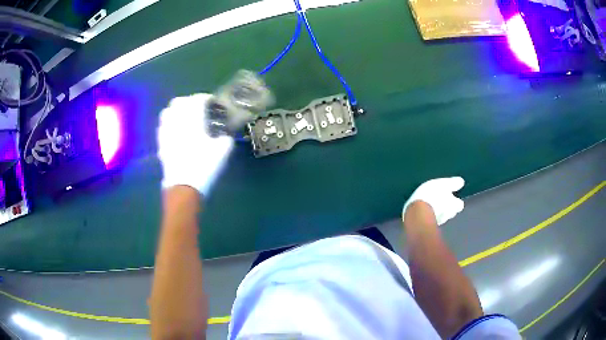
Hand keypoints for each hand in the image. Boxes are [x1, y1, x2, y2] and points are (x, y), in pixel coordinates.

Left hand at [157, 94, 233, 195]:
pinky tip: (175, 132)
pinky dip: (169, 124)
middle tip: (197, 109)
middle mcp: (177, 122)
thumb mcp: (223, 152)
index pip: (197, 100)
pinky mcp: (161, 144)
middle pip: (178, 102)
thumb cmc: (203, 166)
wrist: (183, 187)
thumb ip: (226, 139)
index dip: (205, 98)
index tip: (212, 102)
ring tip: (184, 118)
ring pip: (166, 112)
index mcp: (192, 120)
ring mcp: (166, 133)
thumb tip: (225, 136)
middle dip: (188, 101)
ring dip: (176, 111)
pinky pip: (162, 127)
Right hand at [402, 177, 464, 225]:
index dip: (456, 201)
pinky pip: (431, 220)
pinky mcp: (427, 226)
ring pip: (442, 217)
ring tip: (433, 207)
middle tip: (442, 202)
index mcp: (454, 205)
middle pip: (452, 212)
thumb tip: (462, 182)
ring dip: (439, 213)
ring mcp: (438, 222)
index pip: (460, 205)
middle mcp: (449, 215)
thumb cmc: (431, 196)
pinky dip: (430, 216)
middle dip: (448, 208)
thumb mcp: (443, 184)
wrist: (416, 213)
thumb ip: (453, 183)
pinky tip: (425, 212)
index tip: (452, 197)